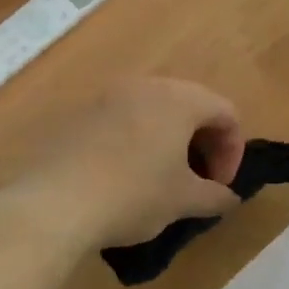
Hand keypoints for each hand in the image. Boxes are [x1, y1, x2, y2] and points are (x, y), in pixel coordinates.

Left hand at [7, 77, 244, 250]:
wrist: (55, 202)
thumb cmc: (133, 194)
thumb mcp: (183, 200)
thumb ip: (215, 196)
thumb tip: (229, 198)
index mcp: (179, 99)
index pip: (226, 112)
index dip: (233, 151)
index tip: (220, 186)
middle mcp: (145, 86)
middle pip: (190, 105)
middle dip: (202, 143)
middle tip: (198, 181)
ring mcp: (108, 96)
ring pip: (154, 111)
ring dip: (169, 142)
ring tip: (163, 180)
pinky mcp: (80, 114)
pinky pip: (122, 120)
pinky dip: (137, 142)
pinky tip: (125, 177)